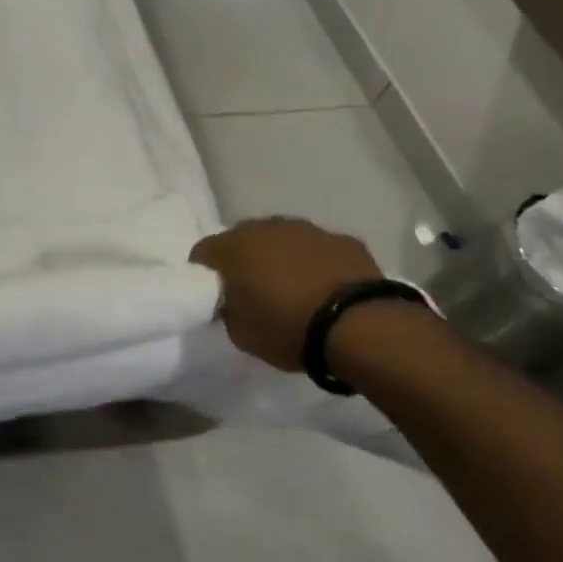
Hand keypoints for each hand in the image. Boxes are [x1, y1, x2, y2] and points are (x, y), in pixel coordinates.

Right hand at [189, 217, 382, 371]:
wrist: (360, 326)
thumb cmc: (288, 328)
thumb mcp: (240, 333)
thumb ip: (228, 310)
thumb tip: (232, 301)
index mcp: (232, 248)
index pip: (202, 252)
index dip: (204, 274)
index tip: (215, 296)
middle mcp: (265, 228)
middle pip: (242, 239)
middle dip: (243, 260)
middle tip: (252, 291)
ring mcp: (307, 230)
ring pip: (281, 239)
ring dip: (280, 258)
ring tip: (292, 289)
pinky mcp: (344, 240)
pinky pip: (318, 249)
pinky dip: (316, 263)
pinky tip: (326, 289)